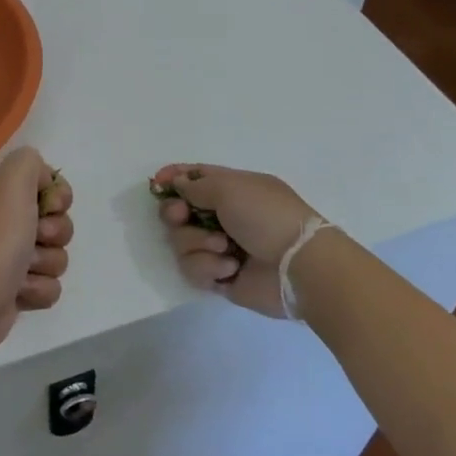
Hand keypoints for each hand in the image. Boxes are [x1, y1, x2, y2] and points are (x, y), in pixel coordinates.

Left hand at [0, 147, 73, 356]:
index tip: (50, 206)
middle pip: (60, 222)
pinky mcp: (18, 289)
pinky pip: (51, 285)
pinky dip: (38, 289)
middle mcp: (8, 221)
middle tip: (33, 238)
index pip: (51, 186)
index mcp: (3, 193)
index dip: (59, 197)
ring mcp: (12, 257)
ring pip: (58, 255)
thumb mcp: (11, 182)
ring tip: (21, 272)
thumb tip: (45, 181)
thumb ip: (30, 162)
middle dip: (55, 233)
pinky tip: (18, 292)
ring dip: (45, 264)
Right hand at [152, 163, 317, 319]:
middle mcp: (223, 216)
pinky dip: (208, 267)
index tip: (157, 183)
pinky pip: (194, 270)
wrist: (297, 266)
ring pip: (182, 243)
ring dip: (198, 244)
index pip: (194, 178)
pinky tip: (230, 268)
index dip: (173, 178)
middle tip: (182, 217)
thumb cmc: (266, 216)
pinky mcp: (220, 276)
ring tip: (224, 249)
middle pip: (178, 212)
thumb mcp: (230, 187)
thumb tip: (177, 184)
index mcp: (231, 189)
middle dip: (176, 215)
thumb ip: (196, 185)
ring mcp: (220, 247)